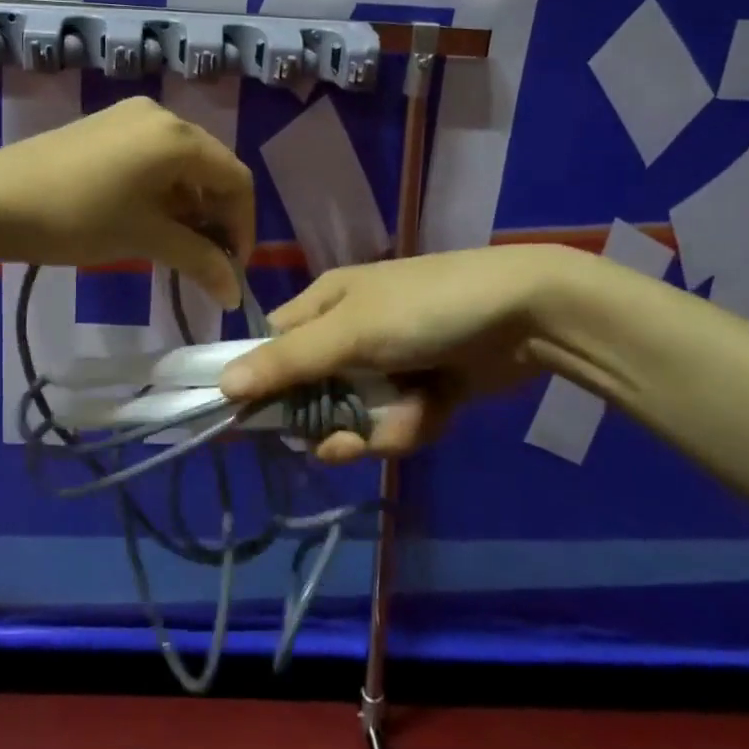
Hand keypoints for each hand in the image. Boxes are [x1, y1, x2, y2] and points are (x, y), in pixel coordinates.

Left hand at [0, 97, 255, 307]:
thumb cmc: (78, 218)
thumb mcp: (144, 238)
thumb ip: (198, 260)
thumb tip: (234, 292)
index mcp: (179, 137)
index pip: (236, 180)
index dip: (243, 227)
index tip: (232, 269)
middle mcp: (162, 116)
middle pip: (212, 167)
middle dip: (217, 216)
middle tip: (207, 261)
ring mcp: (130, 116)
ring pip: (181, 163)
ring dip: (189, 205)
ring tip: (176, 245)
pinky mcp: (106, 125)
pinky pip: (153, 156)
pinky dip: (162, 189)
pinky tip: (147, 218)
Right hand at [219, 245, 588, 462]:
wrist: (524, 316)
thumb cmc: (423, 309)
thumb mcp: (350, 332)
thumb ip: (288, 362)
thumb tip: (223, 385)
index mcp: (325, 305)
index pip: (274, 345)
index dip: (262, 381)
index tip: (253, 423)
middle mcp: (350, 333)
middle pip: (312, 391)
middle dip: (326, 422)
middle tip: (337, 443)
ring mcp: (388, 364)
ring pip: (355, 415)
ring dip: (374, 429)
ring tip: (399, 426)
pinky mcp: (424, 390)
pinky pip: (396, 422)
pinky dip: (411, 425)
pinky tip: (433, 412)